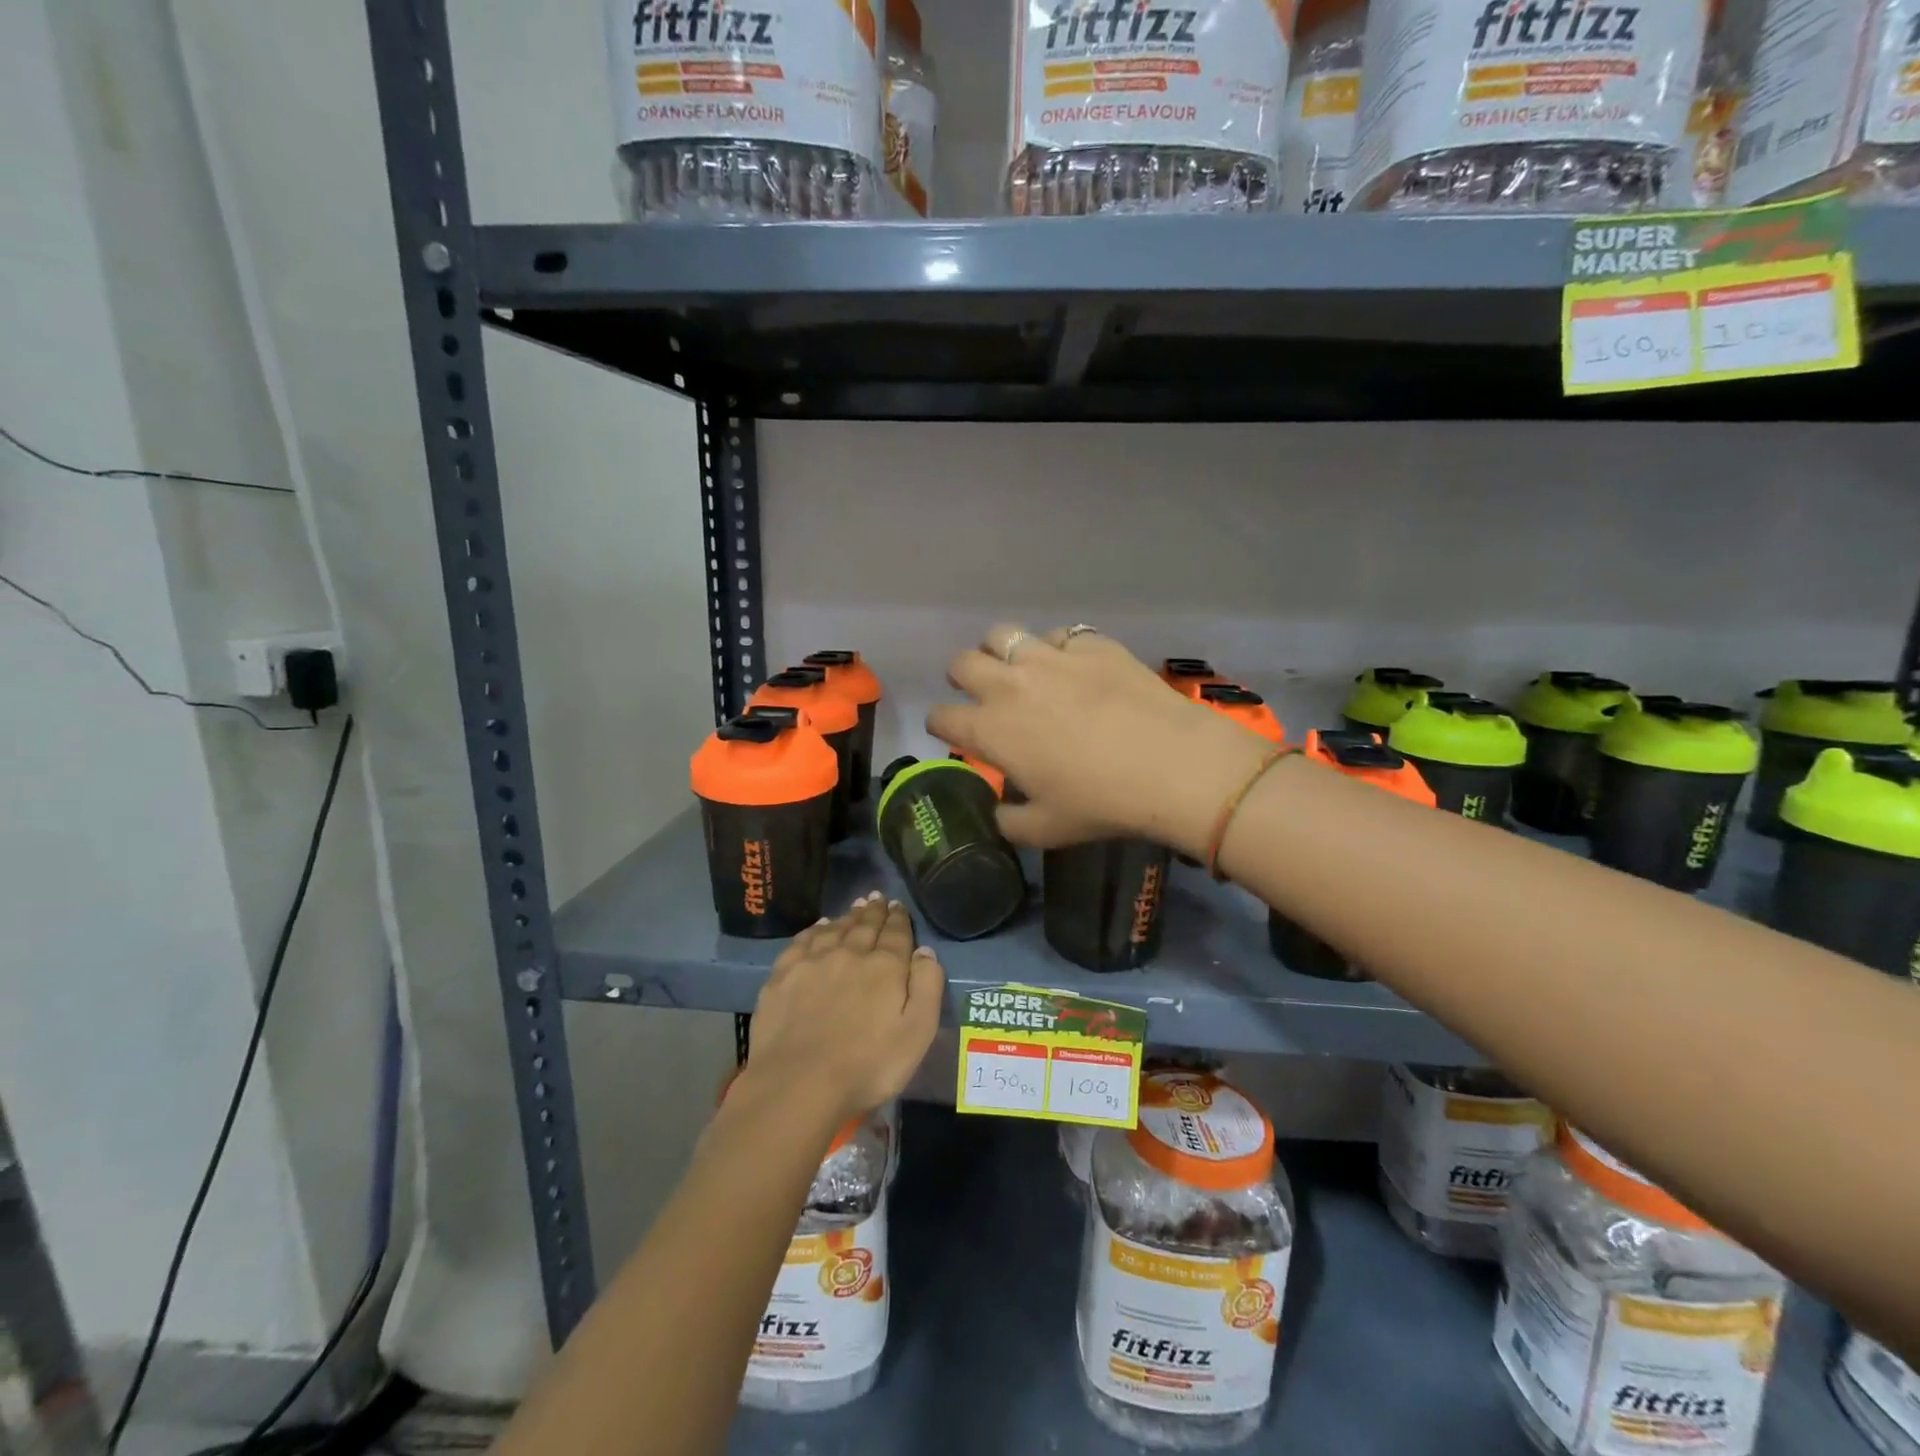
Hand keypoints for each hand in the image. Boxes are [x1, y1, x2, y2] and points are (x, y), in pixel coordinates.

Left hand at [741, 893, 944, 1125]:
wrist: (798, 1084)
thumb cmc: (867, 1066)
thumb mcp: (916, 1033)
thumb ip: (927, 987)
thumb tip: (924, 951)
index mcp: (884, 967)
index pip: (896, 933)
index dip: (899, 919)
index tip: (898, 906)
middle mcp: (849, 954)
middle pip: (864, 926)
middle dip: (874, 911)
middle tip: (877, 898)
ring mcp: (812, 962)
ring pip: (834, 929)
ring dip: (847, 917)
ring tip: (854, 908)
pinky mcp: (782, 976)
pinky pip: (802, 942)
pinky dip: (814, 930)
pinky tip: (818, 928)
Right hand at [927, 624, 1272, 854]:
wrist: (1171, 765)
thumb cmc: (1101, 803)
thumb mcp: (1045, 830)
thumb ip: (1008, 822)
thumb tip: (999, 812)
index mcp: (991, 730)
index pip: (941, 717)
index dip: (941, 725)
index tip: (953, 732)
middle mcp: (1010, 685)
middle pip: (961, 663)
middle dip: (961, 677)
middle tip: (979, 691)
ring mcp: (1050, 657)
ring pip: (1002, 634)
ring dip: (999, 651)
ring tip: (1018, 668)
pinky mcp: (1090, 643)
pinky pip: (1057, 634)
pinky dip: (1055, 648)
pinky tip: (1071, 666)